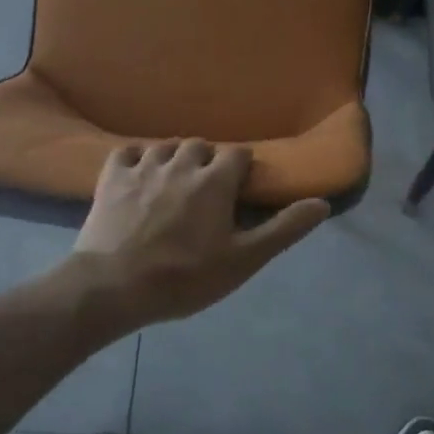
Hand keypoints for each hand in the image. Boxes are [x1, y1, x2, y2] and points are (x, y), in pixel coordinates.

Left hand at [66, 140, 328, 328]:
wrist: (114, 287)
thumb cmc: (185, 277)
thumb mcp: (243, 260)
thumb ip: (283, 229)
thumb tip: (322, 203)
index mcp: (215, 181)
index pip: (237, 155)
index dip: (242, 169)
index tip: (239, 190)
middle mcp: (181, 164)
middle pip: (201, 146)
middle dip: (208, 161)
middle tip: (207, 190)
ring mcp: (143, 167)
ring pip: (166, 146)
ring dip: (175, 158)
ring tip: (174, 182)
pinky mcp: (112, 177)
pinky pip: (127, 152)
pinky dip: (136, 158)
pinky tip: (138, 175)